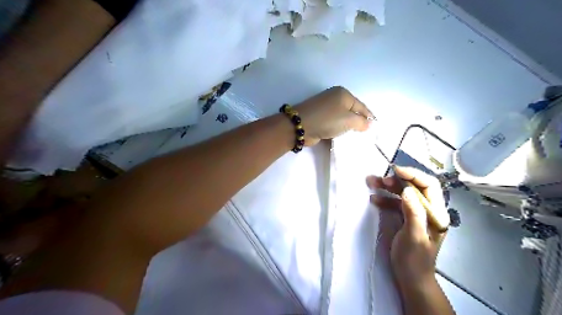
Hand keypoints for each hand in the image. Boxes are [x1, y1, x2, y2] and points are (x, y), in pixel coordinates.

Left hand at [294, 85, 371, 144]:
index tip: (375, 128)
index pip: (361, 106)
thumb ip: (361, 122)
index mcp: (343, 94)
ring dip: (347, 128)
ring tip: (355, 138)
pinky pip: (333, 124)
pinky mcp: (319, 118)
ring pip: (342, 119)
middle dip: (358, 123)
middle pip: (351, 111)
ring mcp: (325, 108)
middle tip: (366, 135)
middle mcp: (334, 98)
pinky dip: (338, 130)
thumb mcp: (349, 120)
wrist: (301, 126)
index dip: (369, 117)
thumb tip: (368, 124)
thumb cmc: (328, 119)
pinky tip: (342, 137)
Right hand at [367, 167, 450, 287]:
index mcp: (436, 214)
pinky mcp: (406, 218)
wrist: (410, 277)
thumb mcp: (414, 237)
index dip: (414, 175)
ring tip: (372, 182)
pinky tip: (374, 199)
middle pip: (415, 187)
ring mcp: (417, 213)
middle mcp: (428, 210)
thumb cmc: (414, 259)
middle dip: (397, 180)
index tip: (395, 171)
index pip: (429, 185)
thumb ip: (413, 213)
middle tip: (380, 179)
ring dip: (388, 187)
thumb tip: (407, 190)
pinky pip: (396, 203)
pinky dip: (385, 199)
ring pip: (403, 193)